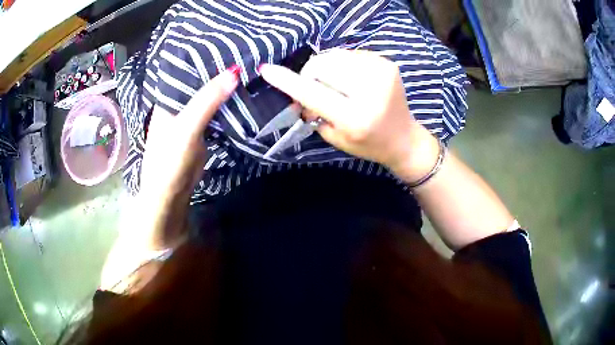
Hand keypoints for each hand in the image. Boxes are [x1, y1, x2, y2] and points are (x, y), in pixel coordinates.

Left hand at [137, 67, 238, 247]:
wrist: (170, 196)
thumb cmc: (169, 161)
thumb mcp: (186, 128)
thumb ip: (207, 100)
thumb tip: (234, 71)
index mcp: (167, 98)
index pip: (187, 69)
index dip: (206, 56)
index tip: (230, 44)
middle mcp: (177, 104)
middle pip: (200, 81)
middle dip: (219, 71)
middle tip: (247, 55)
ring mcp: (189, 118)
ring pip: (209, 97)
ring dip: (225, 88)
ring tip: (249, 70)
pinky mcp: (200, 131)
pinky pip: (215, 112)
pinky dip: (227, 104)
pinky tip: (242, 95)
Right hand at [259, 49, 438, 181]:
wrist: (403, 137)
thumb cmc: (367, 144)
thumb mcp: (334, 136)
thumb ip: (313, 112)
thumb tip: (298, 91)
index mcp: (356, 117)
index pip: (313, 93)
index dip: (287, 81)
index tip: (266, 70)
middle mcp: (371, 91)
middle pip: (322, 66)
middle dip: (310, 74)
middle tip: (314, 87)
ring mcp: (382, 72)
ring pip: (335, 56)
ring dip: (326, 67)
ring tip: (334, 84)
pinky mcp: (387, 63)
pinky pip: (350, 54)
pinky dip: (342, 64)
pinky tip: (350, 78)